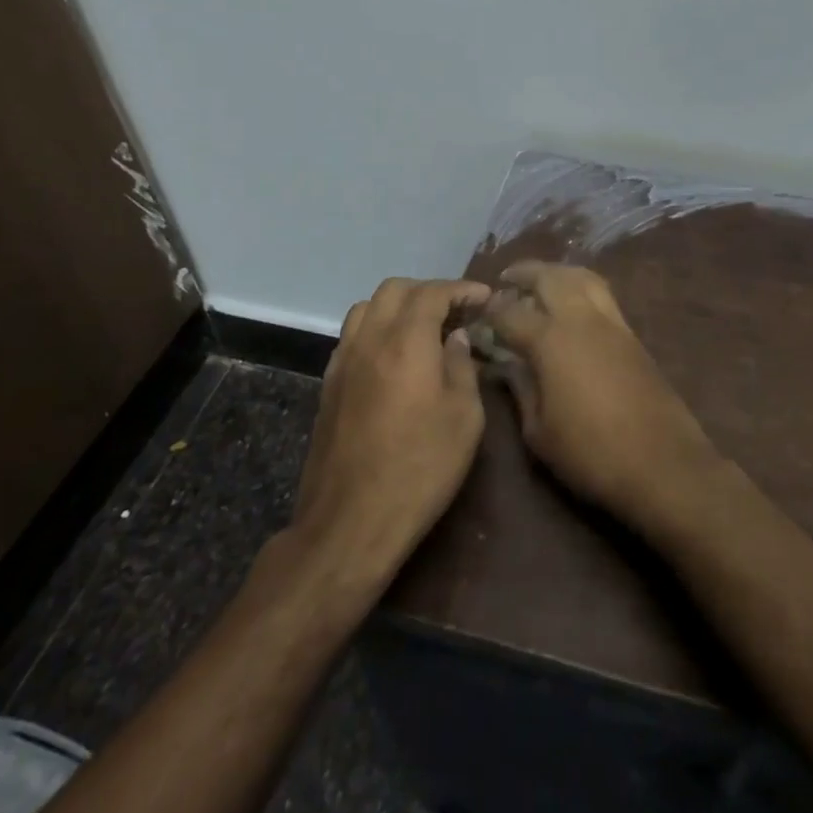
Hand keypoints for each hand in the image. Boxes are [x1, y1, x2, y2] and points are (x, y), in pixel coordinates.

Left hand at [291, 277, 489, 577]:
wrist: (350, 523)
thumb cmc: (420, 469)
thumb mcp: (464, 418)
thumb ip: (462, 366)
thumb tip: (455, 338)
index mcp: (406, 341)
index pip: (433, 292)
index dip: (461, 289)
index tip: (484, 298)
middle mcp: (369, 340)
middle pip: (395, 289)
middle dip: (428, 291)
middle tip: (456, 311)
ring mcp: (342, 361)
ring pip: (367, 308)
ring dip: (398, 306)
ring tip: (424, 328)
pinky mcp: (328, 385)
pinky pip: (352, 336)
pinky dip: (376, 329)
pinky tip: (394, 356)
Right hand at [472, 262, 719, 526]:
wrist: (662, 463)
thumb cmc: (591, 453)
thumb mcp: (539, 432)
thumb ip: (520, 389)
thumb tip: (506, 363)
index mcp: (550, 339)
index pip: (510, 312)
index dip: (490, 310)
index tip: (478, 312)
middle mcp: (580, 318)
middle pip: (550, 277)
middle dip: (525, 273)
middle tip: (507, 279)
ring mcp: (611, 322)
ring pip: (582, 276)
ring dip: (557, 273)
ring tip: (541, 283)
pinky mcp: (632, 334)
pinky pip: (601, 294)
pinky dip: (580, 287)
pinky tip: (572, 306)